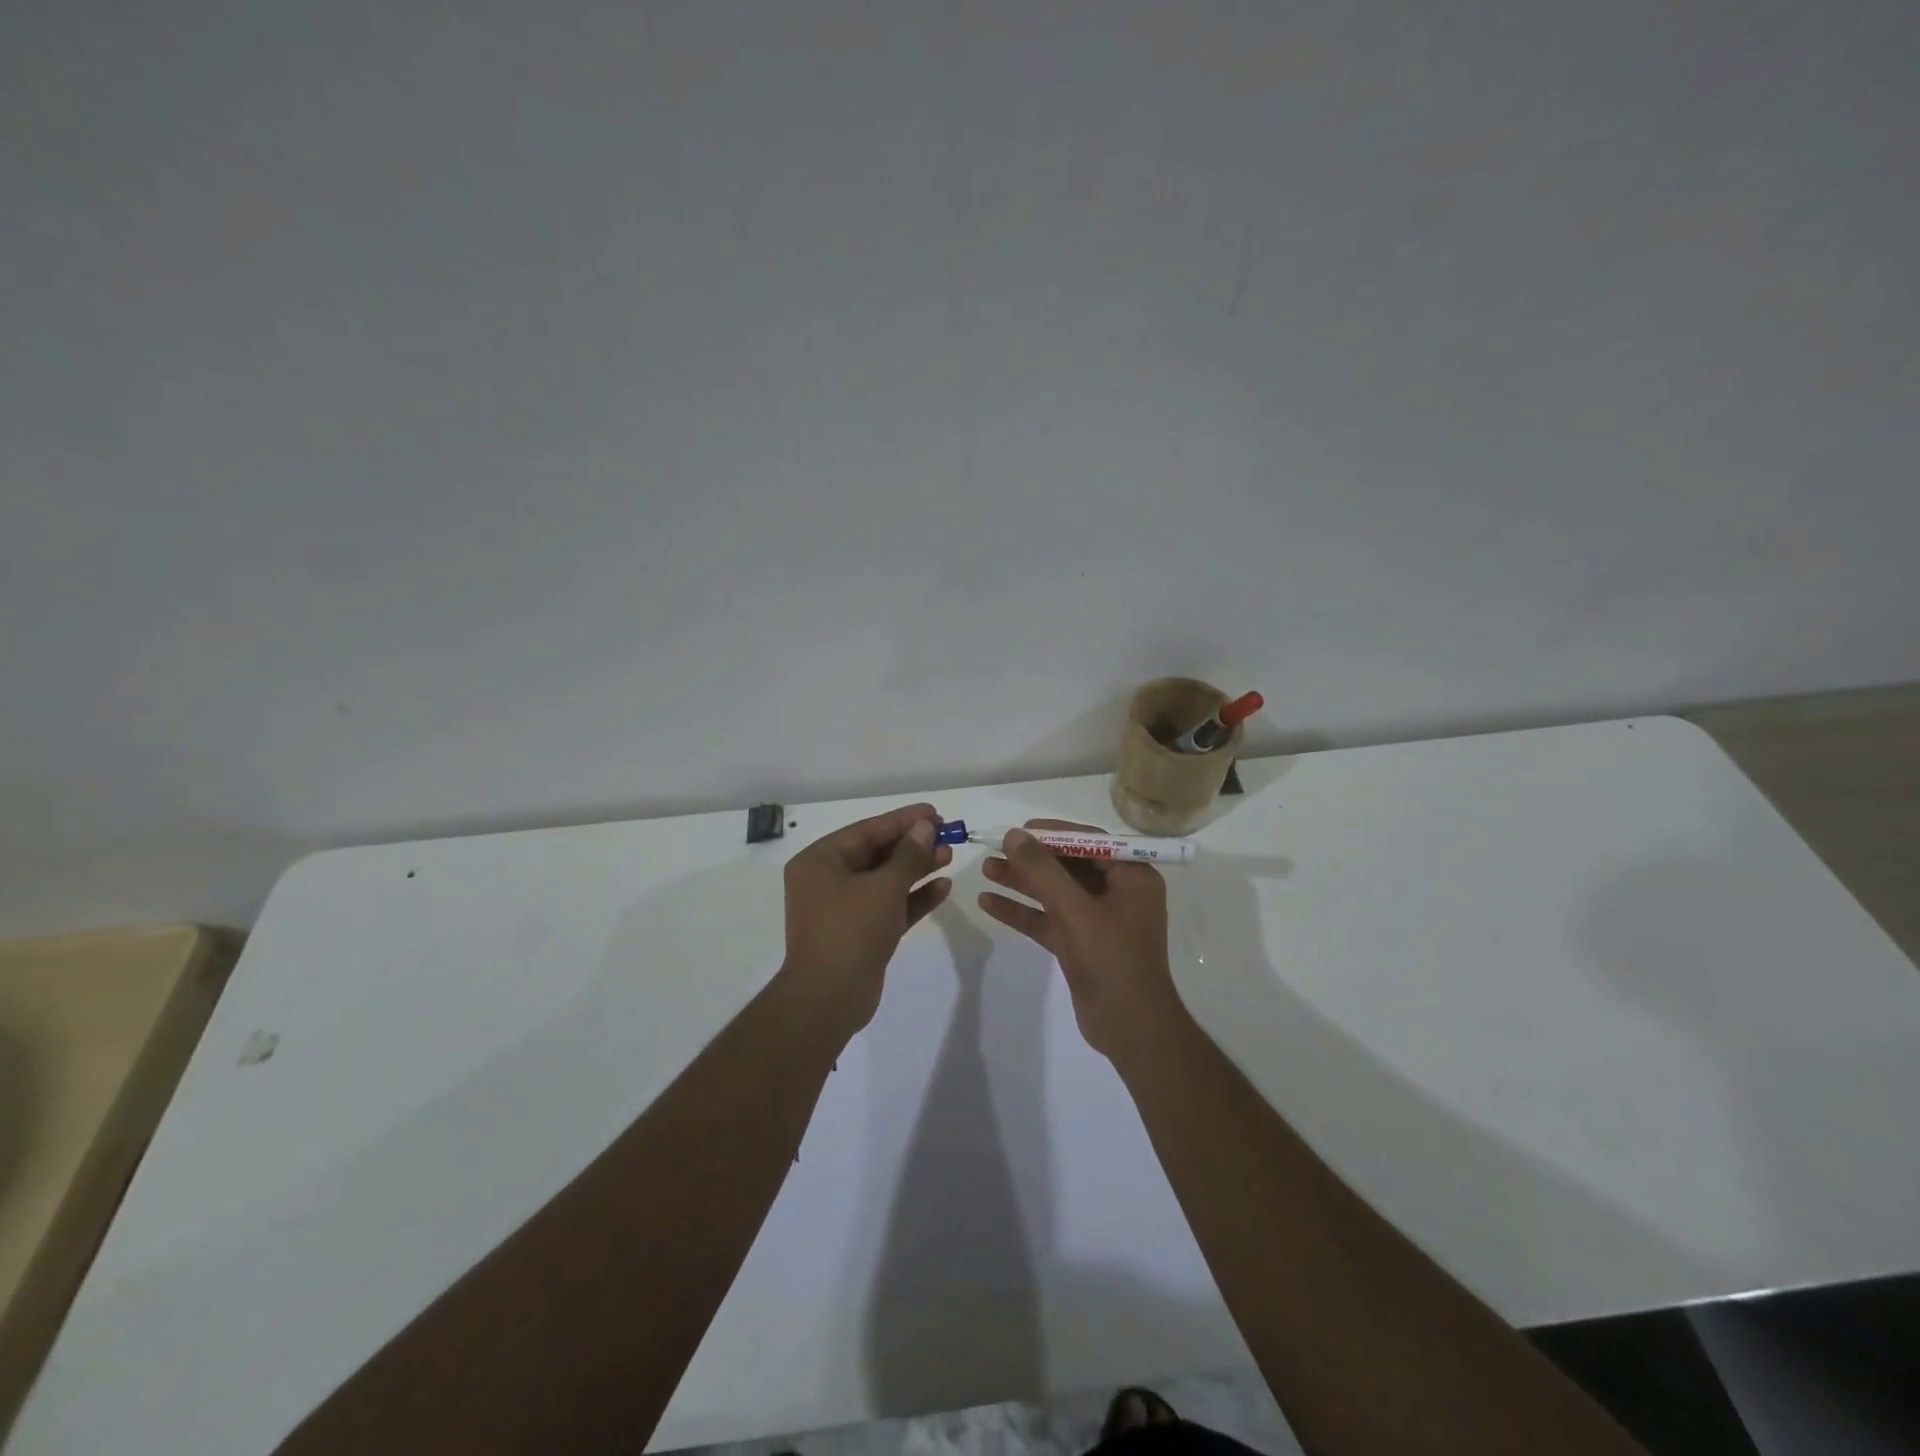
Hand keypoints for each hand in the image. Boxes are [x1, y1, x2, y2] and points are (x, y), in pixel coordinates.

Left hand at [779, 802, 951, 1041]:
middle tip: (947, 834)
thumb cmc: (851, 931)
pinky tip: (943, 887)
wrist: (829, 1000)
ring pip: (885, 880)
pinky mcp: (859, 932)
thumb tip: (925, 827)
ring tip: (949, 856)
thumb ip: (908, 855)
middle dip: (912, 845)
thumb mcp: (884, 887)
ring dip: (916, 869)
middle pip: (876, 853)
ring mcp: (842, 908)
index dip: (903, 820)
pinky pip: (888, 905)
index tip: (935, 812)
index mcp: (820, 861)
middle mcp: (827, 880)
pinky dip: (912, 897)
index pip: (867, 830)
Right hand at [978, 819, 1184, 1060]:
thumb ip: (1042, 870)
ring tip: (986, 869)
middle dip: (1031, 859)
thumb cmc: (1110, 958)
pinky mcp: (1083, 945)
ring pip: (1056, 893)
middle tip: (995, 850)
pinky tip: (989, 903)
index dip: (1053, 833)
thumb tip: (1014, 835)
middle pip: (1069, 866)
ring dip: (1023, 882)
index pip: (1089, 842)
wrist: (1129, 1027)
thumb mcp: (1073, 909)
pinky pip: (1050, 919)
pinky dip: (1024, 912)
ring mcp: (1100, 921)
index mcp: (1132, 877)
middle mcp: (1119, 893)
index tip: (1019, 830)